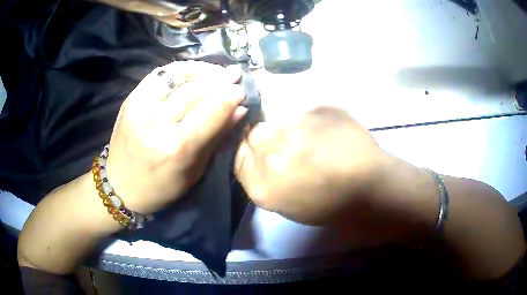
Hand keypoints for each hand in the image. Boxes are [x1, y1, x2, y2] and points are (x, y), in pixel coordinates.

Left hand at [106, 61, 246, 213]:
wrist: (120, 186)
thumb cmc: (161, 188)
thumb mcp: (195, 172)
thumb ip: (216, 138)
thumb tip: (239, 111)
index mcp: (176, 148)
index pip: (211, 111)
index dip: (231, 97)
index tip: (243, 90)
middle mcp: (157, 122)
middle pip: (196, 90)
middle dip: (221, 79)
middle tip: (235, 74)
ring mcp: (140, 107)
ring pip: (177, 76)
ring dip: (202, 70)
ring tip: (216, 70)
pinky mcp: (131, 99)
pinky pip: (160, 75)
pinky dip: (179, 70)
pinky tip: (192, 73)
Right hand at [234, 106, 391, 225]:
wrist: (369, 188)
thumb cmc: (329, 205)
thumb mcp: (286, 204)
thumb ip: (264, 179)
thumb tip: (259, 157)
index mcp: (261, 183)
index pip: (238, 156)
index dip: (249, 152)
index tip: (260, 152)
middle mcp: (270, 150)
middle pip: (256, 132)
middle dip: (268, 137)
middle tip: (290, 145)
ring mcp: (294, 126)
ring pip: (281, 119)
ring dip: (292, 128)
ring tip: (315, 140)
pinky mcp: (317, 109)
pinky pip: (306, 112)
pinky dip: (314, 121)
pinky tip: (330, 133)